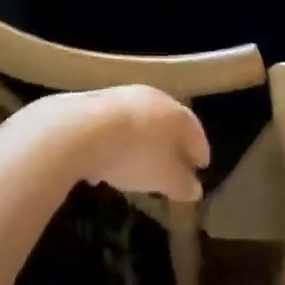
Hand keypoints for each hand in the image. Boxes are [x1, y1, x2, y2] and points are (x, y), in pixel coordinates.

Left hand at [33, 87, 208, 201]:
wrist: (82, 129)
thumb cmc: (135, 154)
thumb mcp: (165, 178)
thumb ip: (182, 184)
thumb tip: (195, 188)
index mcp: (175, 113)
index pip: (195, 130)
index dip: (200, 150)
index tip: (202, 165)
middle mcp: (152, 97)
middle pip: (167, 121)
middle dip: (171, 143)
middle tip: (173, 163)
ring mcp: (121, 96)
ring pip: (138, 121)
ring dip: (141, 142)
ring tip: (138, 166)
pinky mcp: (93, 102)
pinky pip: (112, 125)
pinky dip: (115, 143)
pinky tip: (106, 164)